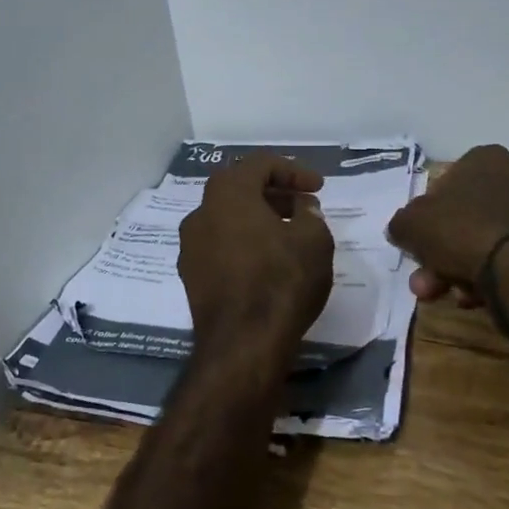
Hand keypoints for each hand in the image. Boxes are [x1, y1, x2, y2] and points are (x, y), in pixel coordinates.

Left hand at [178, 155, 334, 378]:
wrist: (242, 345)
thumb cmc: (281, 281)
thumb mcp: (314, 240)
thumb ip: (309, 214)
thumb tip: (301, 207)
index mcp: (228, 193)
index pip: (260, 164)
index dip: (293, 170)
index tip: (318, 187)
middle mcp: (201, 212)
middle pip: (238, 187)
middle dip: (273, 191)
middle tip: (302, 205)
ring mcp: (190, 245)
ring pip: (226, 217)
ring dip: (257, 217)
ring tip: (288, 234)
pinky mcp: (190, 276)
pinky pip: (219, 244)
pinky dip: (243, 241)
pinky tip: (266, 260)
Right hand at [386, 144, 508, 306]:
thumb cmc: (462, 230)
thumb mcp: (411, 224)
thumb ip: (402, 224)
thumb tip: (402, 230)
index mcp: (484, 159)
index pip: (446, 185)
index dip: (428, 218)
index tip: (420, 245)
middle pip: (467, 218)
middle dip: (443, 254)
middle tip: (428, 282)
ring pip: (489, 240)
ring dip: (465, 268)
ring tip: (455, 296)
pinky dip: (495, 275)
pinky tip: (481, 297)